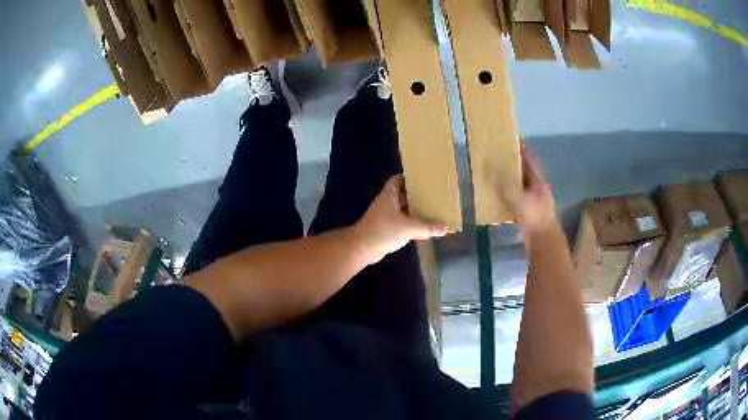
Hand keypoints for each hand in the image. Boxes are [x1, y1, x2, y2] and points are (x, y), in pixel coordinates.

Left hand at [355, 175, 447, 263]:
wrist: (362, 247)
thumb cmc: (384, 230)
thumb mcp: (409, 228)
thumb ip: (427, 227)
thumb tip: (445, 227)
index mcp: (389, 195)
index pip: (398, 179)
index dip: (409, 178)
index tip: (423, 180)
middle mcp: (385, 202)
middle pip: (401, 194)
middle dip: (415, 195)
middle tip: (431, 196)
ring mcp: (383, 215)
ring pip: (400, 209)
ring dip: (412, 210)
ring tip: (429, 210)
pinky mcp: (383, 227)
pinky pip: (398, 221)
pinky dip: (408, 222)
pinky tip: (419, 227)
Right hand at [502, 145, 557, 240]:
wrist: (543, 242)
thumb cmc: (534, 217)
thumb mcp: (519, 199)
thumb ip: (505, 185)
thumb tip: (490, 171)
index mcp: (539, 182)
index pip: (530, 160)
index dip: (522, 150)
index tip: (512, 140)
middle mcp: (538, 189)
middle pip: (525, 172)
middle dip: (514, 164)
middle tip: (499, 155)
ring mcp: (534, 202)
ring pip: (521, 186)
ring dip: (510, 180)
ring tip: (495, 173)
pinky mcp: (529, 213)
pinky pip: (517, 199)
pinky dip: (508, 195)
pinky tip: (498, 195)